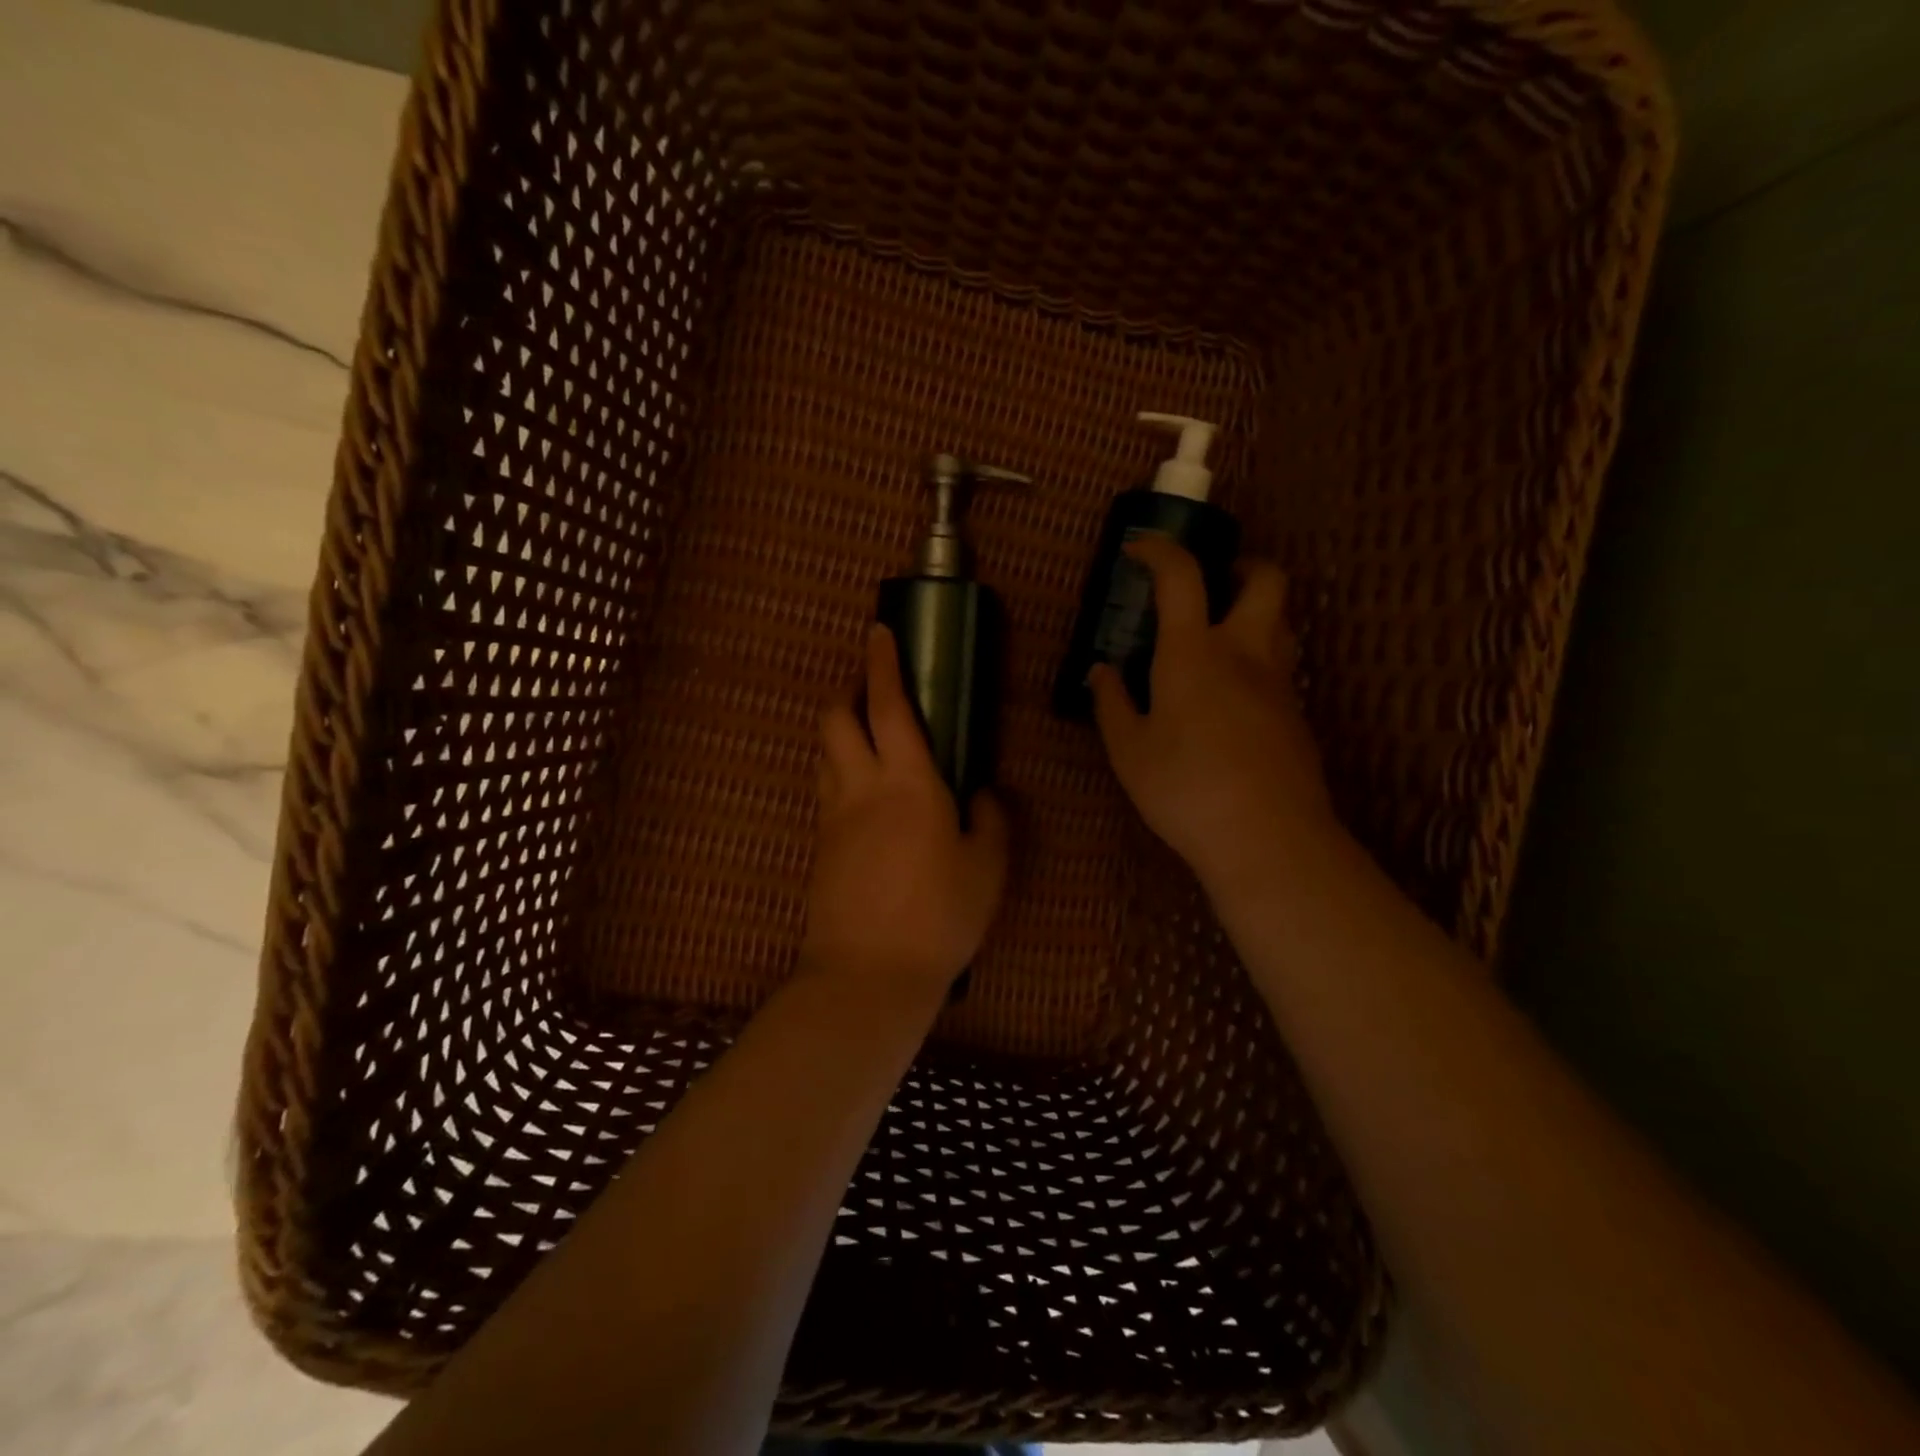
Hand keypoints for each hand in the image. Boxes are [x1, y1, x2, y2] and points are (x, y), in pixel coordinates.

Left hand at [803, 626, 1009, 999]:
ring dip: (840, 731)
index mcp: (907, 783)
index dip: (882, 664)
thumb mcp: (987, 868)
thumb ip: (989, 820)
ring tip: (868, 739)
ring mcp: (832, 817)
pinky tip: (864, 797)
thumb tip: (981, 792)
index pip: (889, 707)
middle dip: (849, 692)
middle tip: (874, 692)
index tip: (878, 631)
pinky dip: (840, 774)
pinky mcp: (820, 847)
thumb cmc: (939, 917)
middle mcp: (861, 788)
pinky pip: (825, 791)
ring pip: (824, 753)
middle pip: (836, 719)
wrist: (867, 975)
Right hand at [1090, 537, 1336, 891]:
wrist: (1268, 838)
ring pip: (1282, 621)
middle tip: (1211, 585)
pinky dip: (1258, 661)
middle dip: (1241, 565)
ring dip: (1254, 613)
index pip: (1181, 576)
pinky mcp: (1297, 715)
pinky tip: (1230, 701)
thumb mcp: (1130, 751)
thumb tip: (1101, 671)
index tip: (1138, 550)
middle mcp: (1245, 653)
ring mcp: (1279, 683)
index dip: (1159, 551)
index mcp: (1194, 653)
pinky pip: (1281, 667)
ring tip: (1217, 642)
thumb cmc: (1186, 789)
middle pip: (1266, 579)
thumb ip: (1112, 704)